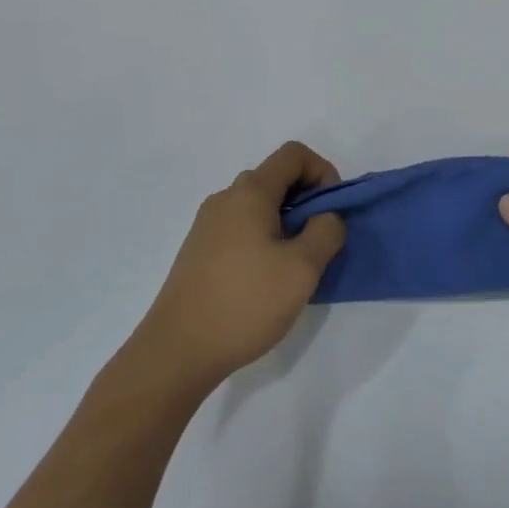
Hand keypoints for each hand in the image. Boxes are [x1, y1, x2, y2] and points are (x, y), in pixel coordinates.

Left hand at [122, 142, 345, 394]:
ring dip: (286, 221)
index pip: (293, 155)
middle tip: (320, 239)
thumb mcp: (303, 268)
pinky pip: (241, 228)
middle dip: (307, 199)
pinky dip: (264, 238)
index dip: (322, 171)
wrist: (176, 352)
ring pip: (258, 205)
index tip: (332, 209)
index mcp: (249, 193)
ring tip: (296, 263)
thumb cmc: (245, 303)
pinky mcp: (199, 252)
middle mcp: (225, 199)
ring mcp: (207, 226)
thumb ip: (327, 231)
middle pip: (275, 178)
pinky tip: (267, 279)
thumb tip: (326, 217)